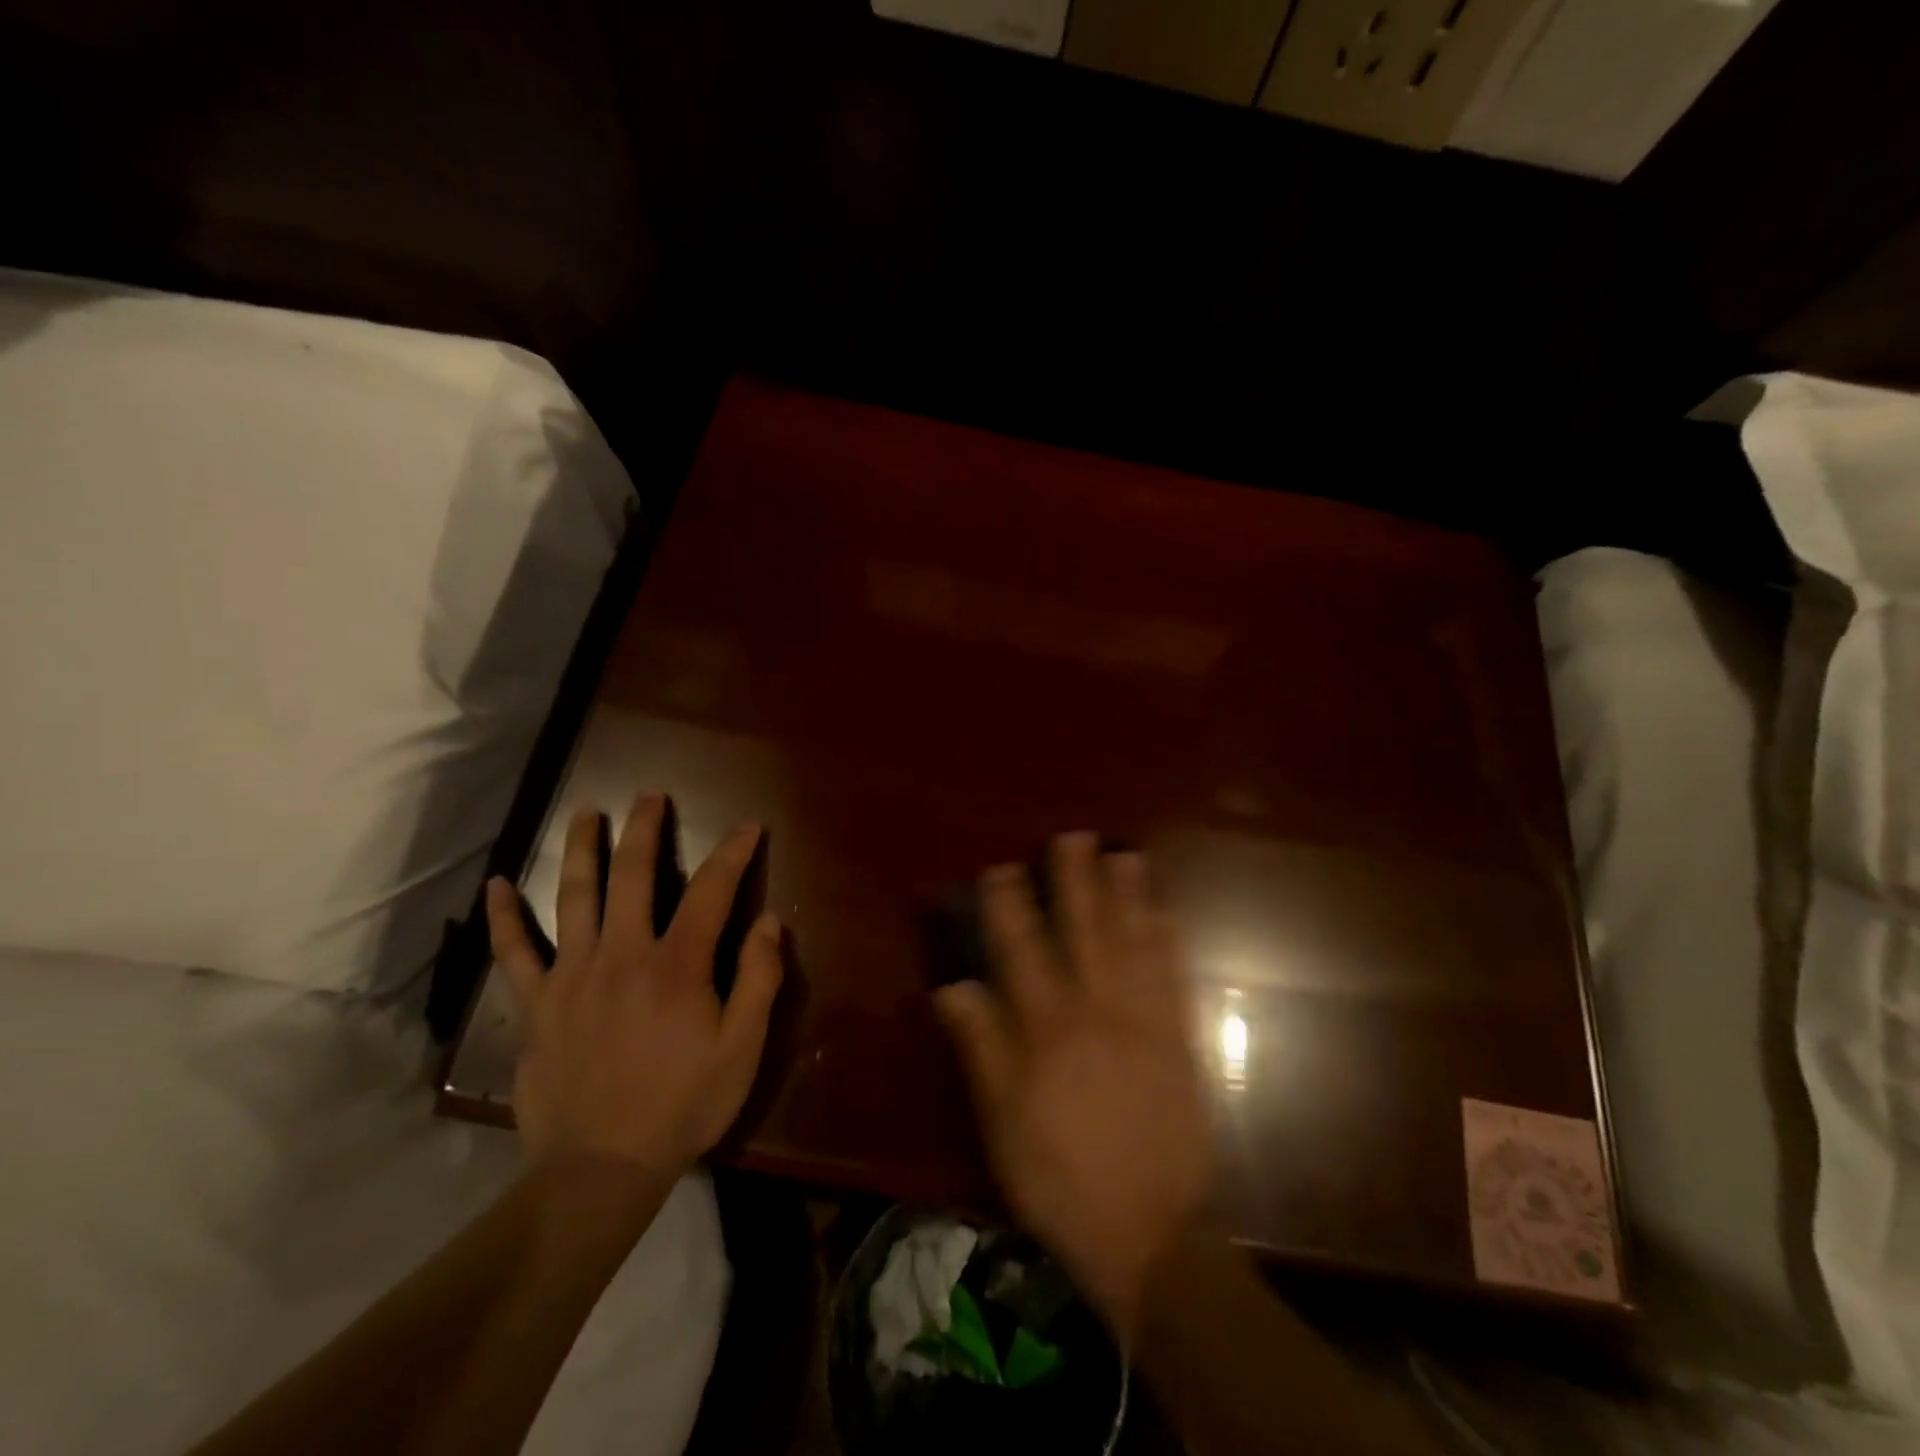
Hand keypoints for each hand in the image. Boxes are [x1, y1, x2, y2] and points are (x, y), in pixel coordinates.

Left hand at [485, 794, 782, 1183]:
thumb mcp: (742, 1048)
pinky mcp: (537, 1004)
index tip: (748, 827)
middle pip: (634, 875)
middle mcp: (623, 954)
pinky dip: (503, 918)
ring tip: (586, 812)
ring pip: (574, 897)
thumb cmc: (683, 1104)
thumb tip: (768, 921)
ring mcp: (572, 975)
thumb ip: (759, 979)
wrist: (601, 1169)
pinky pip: (514, 953)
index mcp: (678, 964)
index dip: (732, 853)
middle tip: (651, 795)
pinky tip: (496, 886)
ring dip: (582, 849)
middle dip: (646, 829)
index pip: (710, 891)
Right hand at [935, 833, 1212, 1342]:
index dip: (1011, 906)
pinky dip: (1170, 943)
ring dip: (1129, 897)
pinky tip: (1166, 915)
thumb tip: (953, 985)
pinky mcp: (1180, 1040)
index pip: (1022, 951)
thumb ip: (982, 1046)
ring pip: (1134, 944)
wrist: (1151, 1231)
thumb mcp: (1002, 1119)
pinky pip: (1174, 979)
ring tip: (1125, 855)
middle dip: (1077, 881)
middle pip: (1084, 932)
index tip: (1003, 868)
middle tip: (1075, 837)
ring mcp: (1145, 1021)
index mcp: (1048, 1029)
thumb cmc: (1060, 1176)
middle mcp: (1098, 1010)